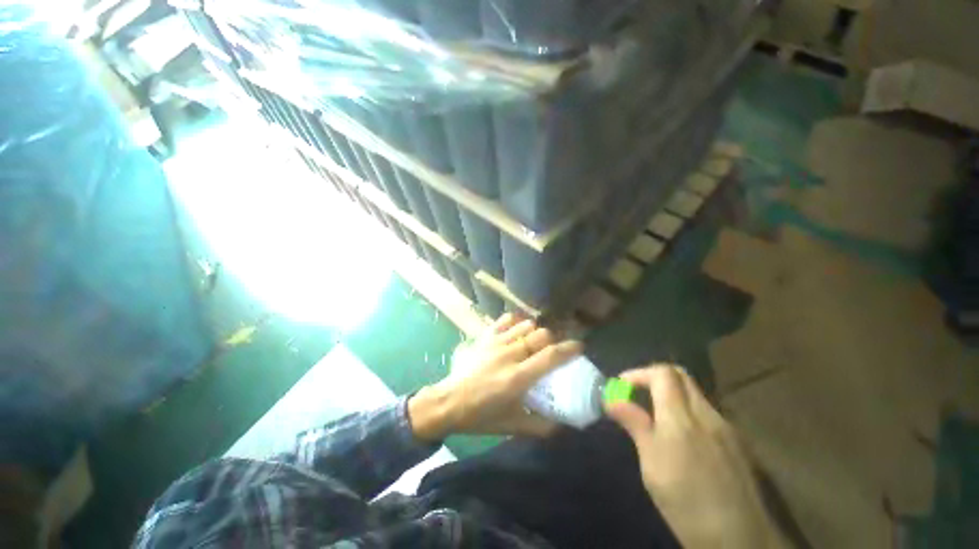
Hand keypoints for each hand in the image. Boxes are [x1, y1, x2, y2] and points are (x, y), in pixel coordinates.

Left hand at [408, 314, 581, 440]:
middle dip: (552, 340)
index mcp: (518, 377)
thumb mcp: (512, 426)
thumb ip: (541, 426)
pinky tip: (516, 331)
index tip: (579, 347)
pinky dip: (515, 322)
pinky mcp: (485, 337)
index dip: (569, 349)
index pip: (551, 356)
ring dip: (535, 332)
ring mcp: (496, 342)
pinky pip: (505, 320)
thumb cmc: (480, 416)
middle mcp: (510, 354)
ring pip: (526, 325)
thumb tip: (564, 425)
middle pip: (541, 335)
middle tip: (552, 350)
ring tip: (534, 342)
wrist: (449, 402)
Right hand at [605, 365, 785, 548]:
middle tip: (636, 394)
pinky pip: (706, 412)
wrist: (741, 540)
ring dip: (671, 394)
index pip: (663, 373)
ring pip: (695, 393)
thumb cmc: (687, 504)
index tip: (622, 387)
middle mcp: (707, 415)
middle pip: (681, 376)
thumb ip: (635, 425)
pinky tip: (681, 437)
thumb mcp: (652, 466)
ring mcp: (726, 427)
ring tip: (654, 416)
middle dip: (654, 378)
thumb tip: (611, 399)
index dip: (638, 373)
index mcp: (682, 419)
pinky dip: (687, 411)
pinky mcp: (736, 441)